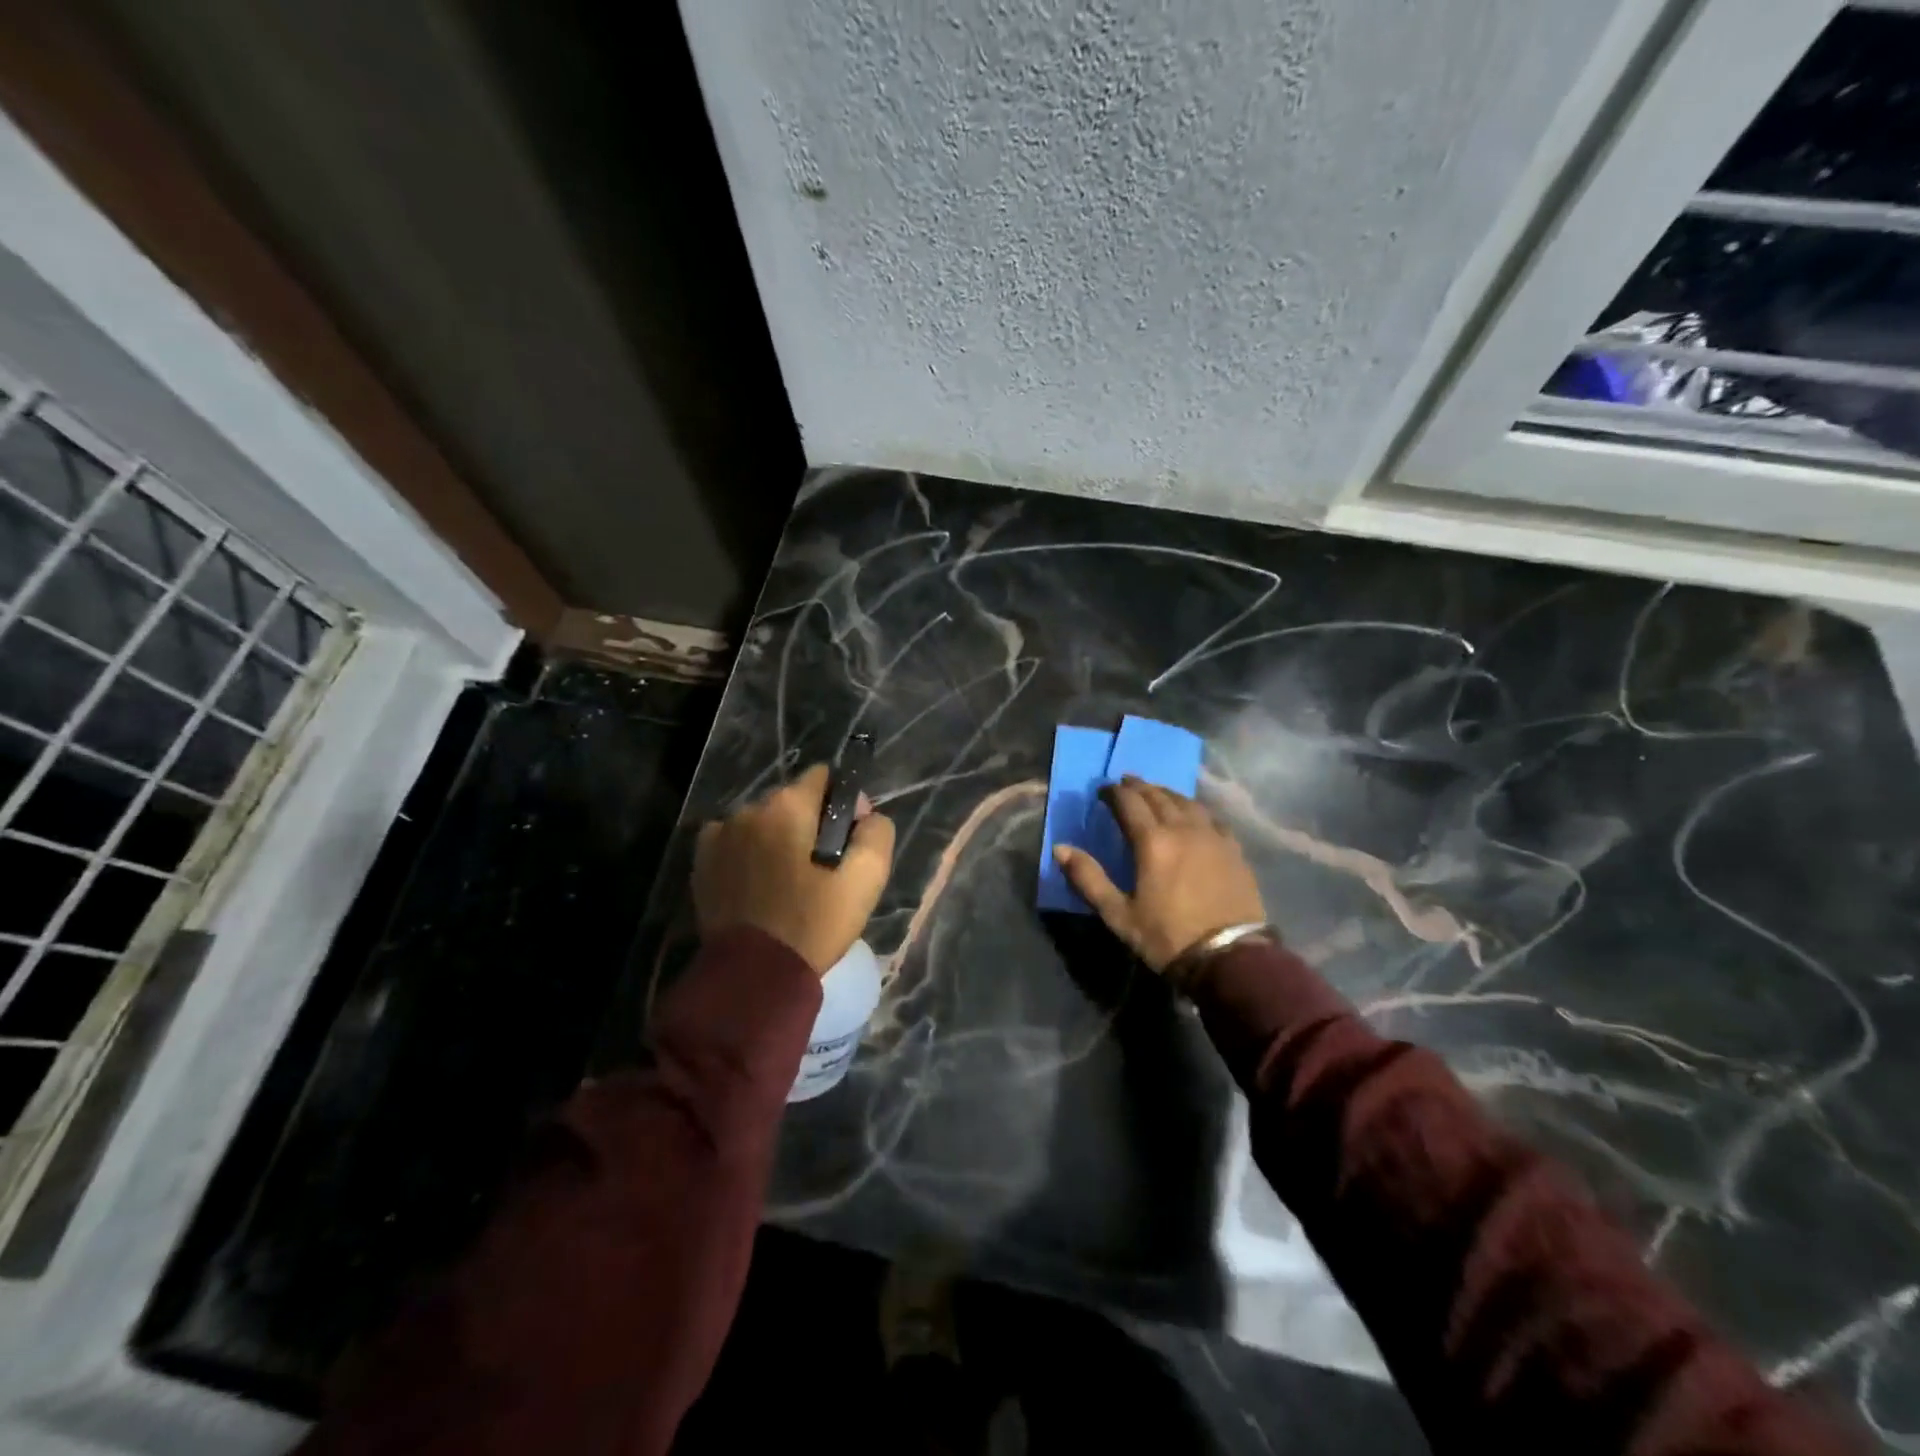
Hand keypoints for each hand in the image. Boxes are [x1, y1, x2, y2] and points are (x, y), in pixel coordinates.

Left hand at [693, 764, 895, 973]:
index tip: (848, 840)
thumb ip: (876, 831)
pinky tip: (759, 884)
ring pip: (763, 822)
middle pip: (792, 800)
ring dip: (778, 838)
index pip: (824, 777)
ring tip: (789, 881)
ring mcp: (720, 835)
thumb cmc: (815, 923)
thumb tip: (864, 813)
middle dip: (811, 822)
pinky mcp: (702, 862)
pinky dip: (749, 854)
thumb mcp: (866, 877)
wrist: (755, 976)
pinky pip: (735, 842)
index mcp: (789, 805)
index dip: (843, 803)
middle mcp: (750, 809)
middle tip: (822, 868)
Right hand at [1053, 776, 1266, 973]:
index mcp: (1152, 841)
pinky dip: (1195, 809)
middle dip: (1139, 787)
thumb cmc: (1167, 936)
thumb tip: (1060, 848)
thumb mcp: (1118, 914)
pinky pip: (1212, 817)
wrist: (1230, 958)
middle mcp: (1183, 828)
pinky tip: (1193, 815)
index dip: (1114, 792)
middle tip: (1126, 783)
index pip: (1129, 802)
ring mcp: (1212, 836)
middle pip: (1158, 796)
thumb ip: (1088, 878)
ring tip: (1156, 793)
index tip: (1103, 790)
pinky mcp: (1233, 849)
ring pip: (1187, 802)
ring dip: (1167, 793)